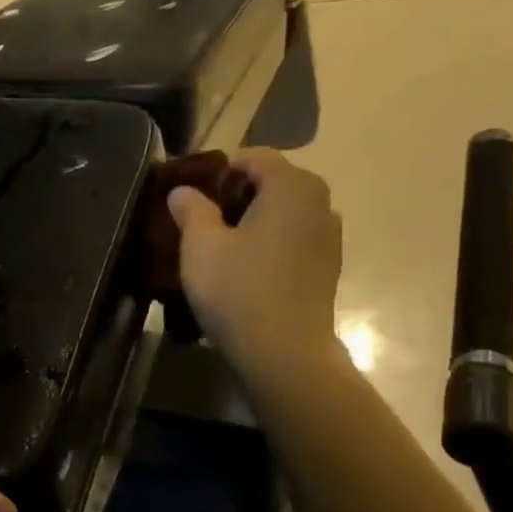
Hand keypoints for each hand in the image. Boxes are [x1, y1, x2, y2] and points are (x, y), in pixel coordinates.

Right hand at [167, 149, 345, 375]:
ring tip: (221, 242)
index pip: (253, 156)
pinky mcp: (328, 266)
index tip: (191, 191)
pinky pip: (295, 237)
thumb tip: (183, 190)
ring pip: (285, 211)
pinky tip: (246, 266)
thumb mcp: (201, 246)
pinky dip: (271, 240)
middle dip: (237, 193)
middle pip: (273, 181)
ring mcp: (329, 236)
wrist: (285, 354)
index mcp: (291, 186)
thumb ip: (191, 209)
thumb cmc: (239, 291)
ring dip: (255, 218)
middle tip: (202, 216)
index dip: (219, 168)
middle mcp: (320, 202)